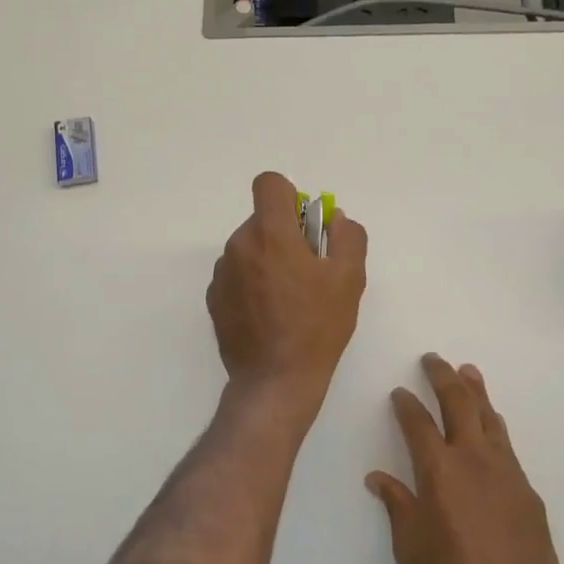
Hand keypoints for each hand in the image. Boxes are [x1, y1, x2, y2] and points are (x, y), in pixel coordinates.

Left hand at [207, 172, 367, 415]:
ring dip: (267, 259)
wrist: (275, 380)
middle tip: (307, 270)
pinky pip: (236, 274)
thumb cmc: (317, 326)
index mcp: (270, 234)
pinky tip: (269, 314)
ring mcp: (221, 273)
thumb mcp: (350, 278)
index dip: (289, 195)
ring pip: (248, 248)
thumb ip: (347, 236)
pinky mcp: (213, 298)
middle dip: (284, 234)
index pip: (269, 184)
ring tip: (289, 298)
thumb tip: (334, 218)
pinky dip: (251, 283)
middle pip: (261, 220)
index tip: (304, 224)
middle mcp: (239, 245)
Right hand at [367, 356, 563, 563]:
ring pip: (488, 417)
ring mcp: (505, 470)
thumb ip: (397, 505)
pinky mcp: (527, 489)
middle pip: (458, 403)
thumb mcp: (410, 547)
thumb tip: (378, 478)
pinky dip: (494, 425)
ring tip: (467, 371)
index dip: (406, 404)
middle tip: (433, 359)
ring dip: (475, 391)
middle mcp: (472, 458)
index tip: (399, 393)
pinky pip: (506, 444)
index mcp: (438, 469)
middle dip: (443, 377)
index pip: (417, 422)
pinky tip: (492, 424)